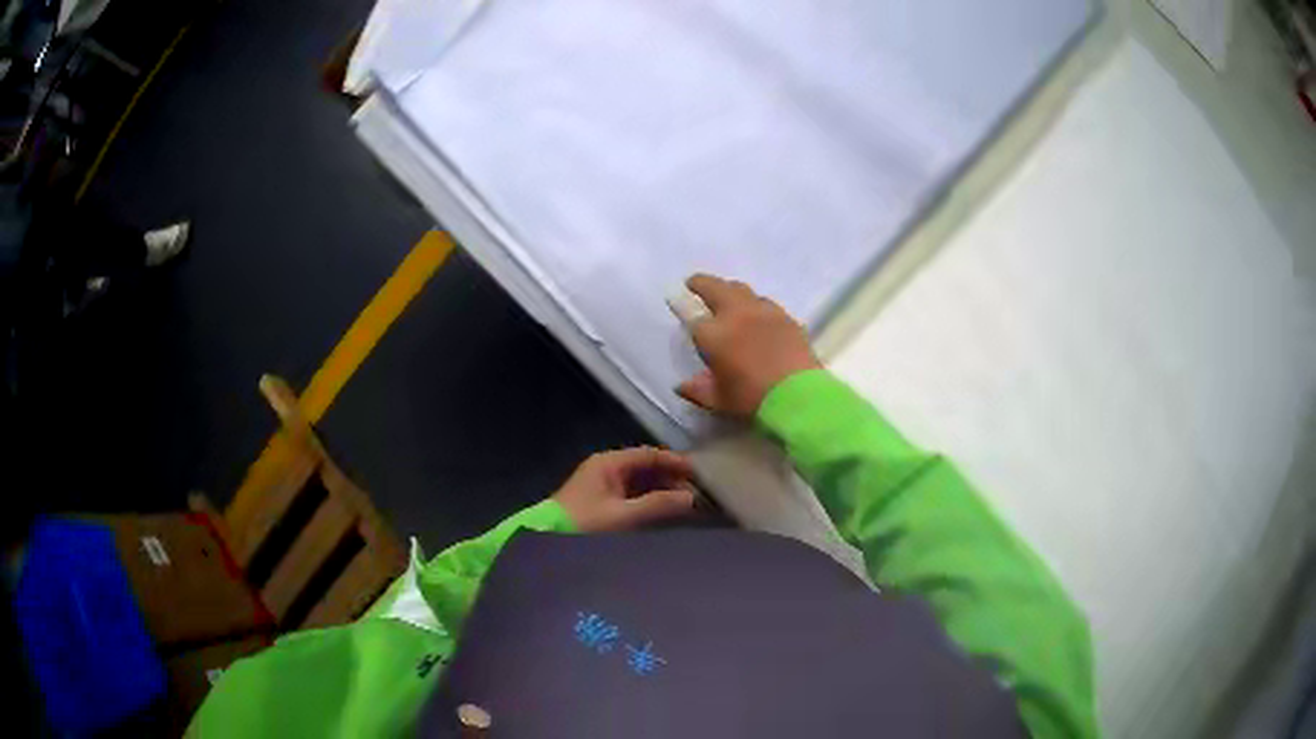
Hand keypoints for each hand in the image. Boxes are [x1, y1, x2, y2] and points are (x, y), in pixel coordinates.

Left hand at [552, 447, 696, 532]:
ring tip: (686, 505)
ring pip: (640, 482)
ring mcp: (603, 485)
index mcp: (609, 463)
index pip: (650, 455)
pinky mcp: (601, 503)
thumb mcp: (623, 516)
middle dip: (672, 479)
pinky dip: (650, 501)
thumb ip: (658, 505)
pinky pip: (632, 495)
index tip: (701, 474)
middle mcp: (606, 469)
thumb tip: (692, 498)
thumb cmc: (585, 525)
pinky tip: (664, 513)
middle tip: (697, 494)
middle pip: (646, 467)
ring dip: (662, 491)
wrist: (549, 542)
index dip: (676, 462)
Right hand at [676, 274, 820, 418]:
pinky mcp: (786, 317)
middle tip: (695, 284)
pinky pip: (765, 303)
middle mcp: (736, 314)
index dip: (683, 308)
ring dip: (730, 291)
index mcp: (713, 334)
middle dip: (702, 283)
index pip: (692, 316)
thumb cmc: (752, 400)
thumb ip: (698, 390)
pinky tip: (758, 315)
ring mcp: (764, 312)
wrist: (799, 397)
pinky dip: (755, 304)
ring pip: (742, 290)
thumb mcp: (719, 401)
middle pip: (715, 287)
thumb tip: (682, 386)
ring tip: (728, 298)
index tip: (678, 303)